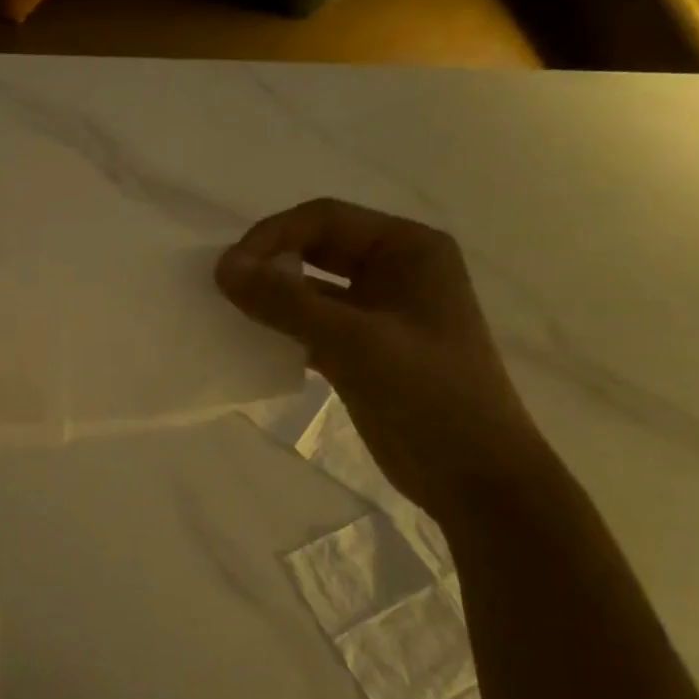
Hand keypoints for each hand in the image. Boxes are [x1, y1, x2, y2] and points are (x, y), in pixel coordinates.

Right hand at [216, 199, 552, 520]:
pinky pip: (311, 323)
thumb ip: (285, 301)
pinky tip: (251, 344)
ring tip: (229, 314)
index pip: (324, 219)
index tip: (229, 270)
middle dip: (269, 263)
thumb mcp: (353, 341)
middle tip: (224, 289)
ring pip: (309, 287)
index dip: (271, 236)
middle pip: (314, 248)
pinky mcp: (363, 349)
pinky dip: (281, 329)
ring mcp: (378, 311)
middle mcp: (394, 270)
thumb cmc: (429, 395)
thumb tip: (222, 267)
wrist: (475, 478)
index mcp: (408, 249)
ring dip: (271, 297)